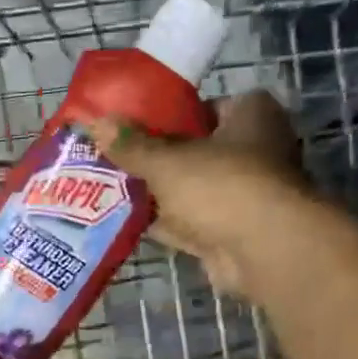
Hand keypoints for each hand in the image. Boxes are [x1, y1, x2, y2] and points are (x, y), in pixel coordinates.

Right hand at [82, 89, 309, 295]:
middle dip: (154, 160)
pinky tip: (126, 222)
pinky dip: (164, 224)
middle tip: (111, 159)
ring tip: (108, 190)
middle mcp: (255, 150)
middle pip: (194, 151)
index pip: (202, 107)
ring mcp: (245, 195)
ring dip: (156, 195)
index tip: (129, 126)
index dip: (165, 116)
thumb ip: (131, 145)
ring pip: (190, 190)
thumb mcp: (166, 159)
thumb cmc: (222, 185)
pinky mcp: (233, 233)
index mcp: (251, 114)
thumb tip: (94, 123)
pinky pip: (191, 223)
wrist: (263, 251)